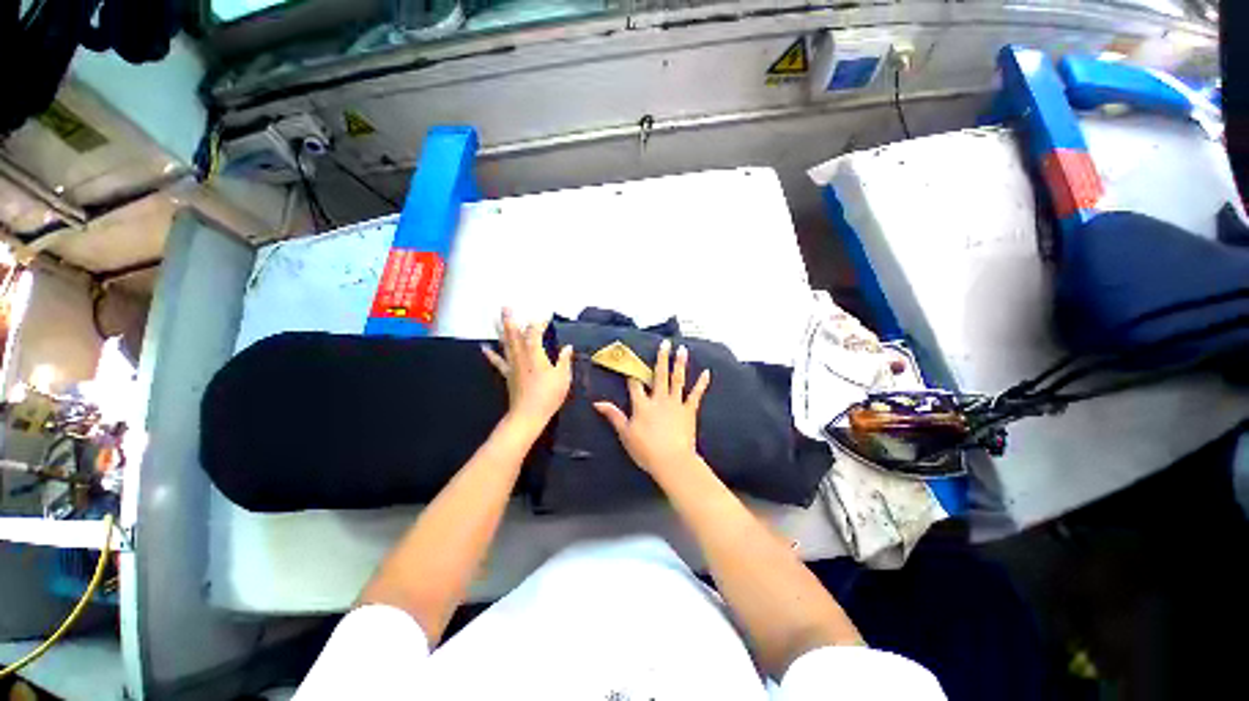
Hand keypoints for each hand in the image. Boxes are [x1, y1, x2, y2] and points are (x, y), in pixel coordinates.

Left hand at [482, 309, 572, 432]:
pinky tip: (484, 347)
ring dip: (501, 330)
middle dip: (511, 320)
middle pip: (514, 334)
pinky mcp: (508, 374)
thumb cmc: (549, 395)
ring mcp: (513, 365)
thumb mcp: (563, 377)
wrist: (529, 414)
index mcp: (536, 354)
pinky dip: (490, 354)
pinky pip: (498, 361)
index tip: (545, 317)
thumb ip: (565, 360)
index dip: (539, 323)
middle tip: (506, 307)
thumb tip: (568, 347)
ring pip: (505, 344)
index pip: (535, 333)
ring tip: (496, 319)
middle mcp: (522, 356)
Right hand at [593, 339, 710, 479]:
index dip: (632, 371)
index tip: (630, 359)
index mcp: (642, 405)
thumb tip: (598, 403)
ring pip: (677, 379)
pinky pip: (696, 394)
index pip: (635, 384)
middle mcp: (659, 399)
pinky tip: (707, 373)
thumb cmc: (645, 450)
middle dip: (661, 358)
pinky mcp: (689, 410)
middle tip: (665, 343)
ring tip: (682, 349)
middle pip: (659, 375)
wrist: (671, 460)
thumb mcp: (625, 433)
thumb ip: (613, 416)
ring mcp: (675, 403)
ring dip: (680, 364)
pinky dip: (701, 383)